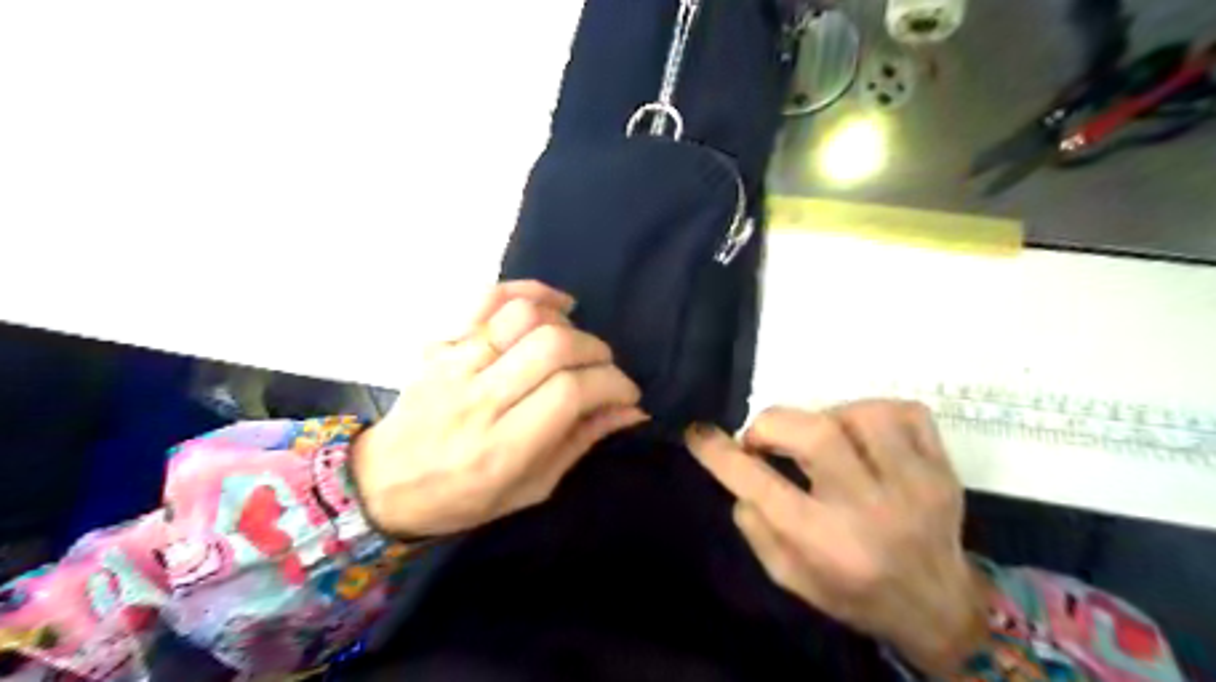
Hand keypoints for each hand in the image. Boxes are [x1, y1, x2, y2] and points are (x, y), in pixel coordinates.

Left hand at [351, 280, 643, 537]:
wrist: (384, 482)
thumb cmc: (464, 497)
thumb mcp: (532, 488)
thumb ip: (582, 442)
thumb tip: (631, 410)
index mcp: (502, 447)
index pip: (570, 392)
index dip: (612, 384)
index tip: (627, 393)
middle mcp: (478, 400)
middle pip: (553, 347)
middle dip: (596, 351)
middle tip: (605, 368)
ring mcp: (455, 365)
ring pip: (523, 317)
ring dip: (566, 323)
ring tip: (577, 340)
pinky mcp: (441, 343)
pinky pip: (487, 299)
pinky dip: (528, 291)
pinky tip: (553, 304)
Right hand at [683, 403, 986, 674]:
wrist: (938, 608)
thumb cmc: (853, 593)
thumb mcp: (790, 578)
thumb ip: (757, 526)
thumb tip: (740, 475)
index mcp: (827, 543)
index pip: (762, 486)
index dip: (721, 454)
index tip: (699, 433)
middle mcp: (870, 509)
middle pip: (816, 434)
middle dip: (772, 424)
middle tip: (763, 439)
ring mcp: (915, 484)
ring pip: (861, 414)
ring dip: (826, 417)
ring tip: (821, 439)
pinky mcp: (942, 468)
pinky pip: (907, 412)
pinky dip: (874, 412)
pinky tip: (863, 434)